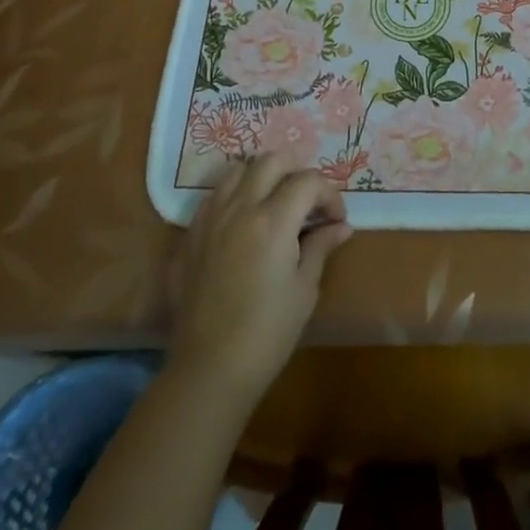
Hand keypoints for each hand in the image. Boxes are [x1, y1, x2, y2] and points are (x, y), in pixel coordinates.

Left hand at [169, 152, 352, 405]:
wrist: (209, 369)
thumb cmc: (267, 332)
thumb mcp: (304, 289)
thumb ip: (320, 247)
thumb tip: (340, 227)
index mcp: (272, 220)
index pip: (308, 181)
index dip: (329, 194)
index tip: (336, 220)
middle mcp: (239, 208)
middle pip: (271, 161)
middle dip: (297, 171)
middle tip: (309, 199)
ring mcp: (209, 219)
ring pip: (237, 169)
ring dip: (262, 176)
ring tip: (275, 201)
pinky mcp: (189, 235)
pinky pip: (214, 196)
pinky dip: (235, 194)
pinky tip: (244, 220)